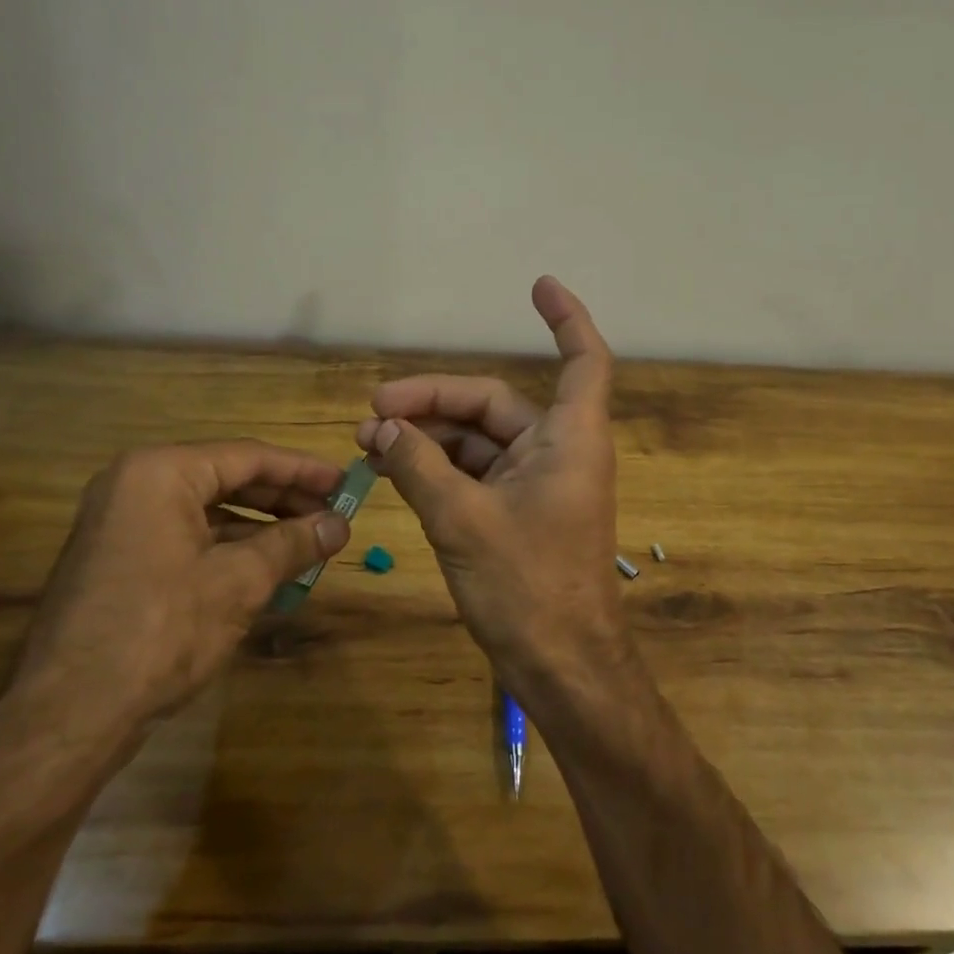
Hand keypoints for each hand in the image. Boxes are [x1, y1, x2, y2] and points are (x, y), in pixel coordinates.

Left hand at [0, 441, 351, 774]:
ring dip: (260, 527)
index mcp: (161, 473)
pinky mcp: (118, 557)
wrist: (67, 716)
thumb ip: (293, 544)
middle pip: (227, 478)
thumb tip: (340, 525)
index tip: (346, 484)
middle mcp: (135, 484)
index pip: (248, 457)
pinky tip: (265, 569)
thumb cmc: (161, 631)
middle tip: (332, 516)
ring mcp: (121, 521)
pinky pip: (186, 536)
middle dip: (283, 500)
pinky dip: (228, 548)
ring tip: (308, 544)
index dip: (303, 472)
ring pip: (207, 510)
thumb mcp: (239, 583)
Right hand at [355, 277, 636, 705]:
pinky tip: (395, 468)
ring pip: (479, 439)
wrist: (561, 666)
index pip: (583, 360)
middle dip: (433, 400)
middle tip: (372, 410)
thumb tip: (378, 428)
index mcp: (568, 439)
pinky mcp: (521, 510)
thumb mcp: (461, 520)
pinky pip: (476, 471)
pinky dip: (439, 466)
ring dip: (429, 436)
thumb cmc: (527, 588)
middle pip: (494, 403)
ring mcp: (539, 482)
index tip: (538, 286)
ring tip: (370, 441)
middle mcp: (558, 450)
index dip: (565, 318)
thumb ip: (418, 466)